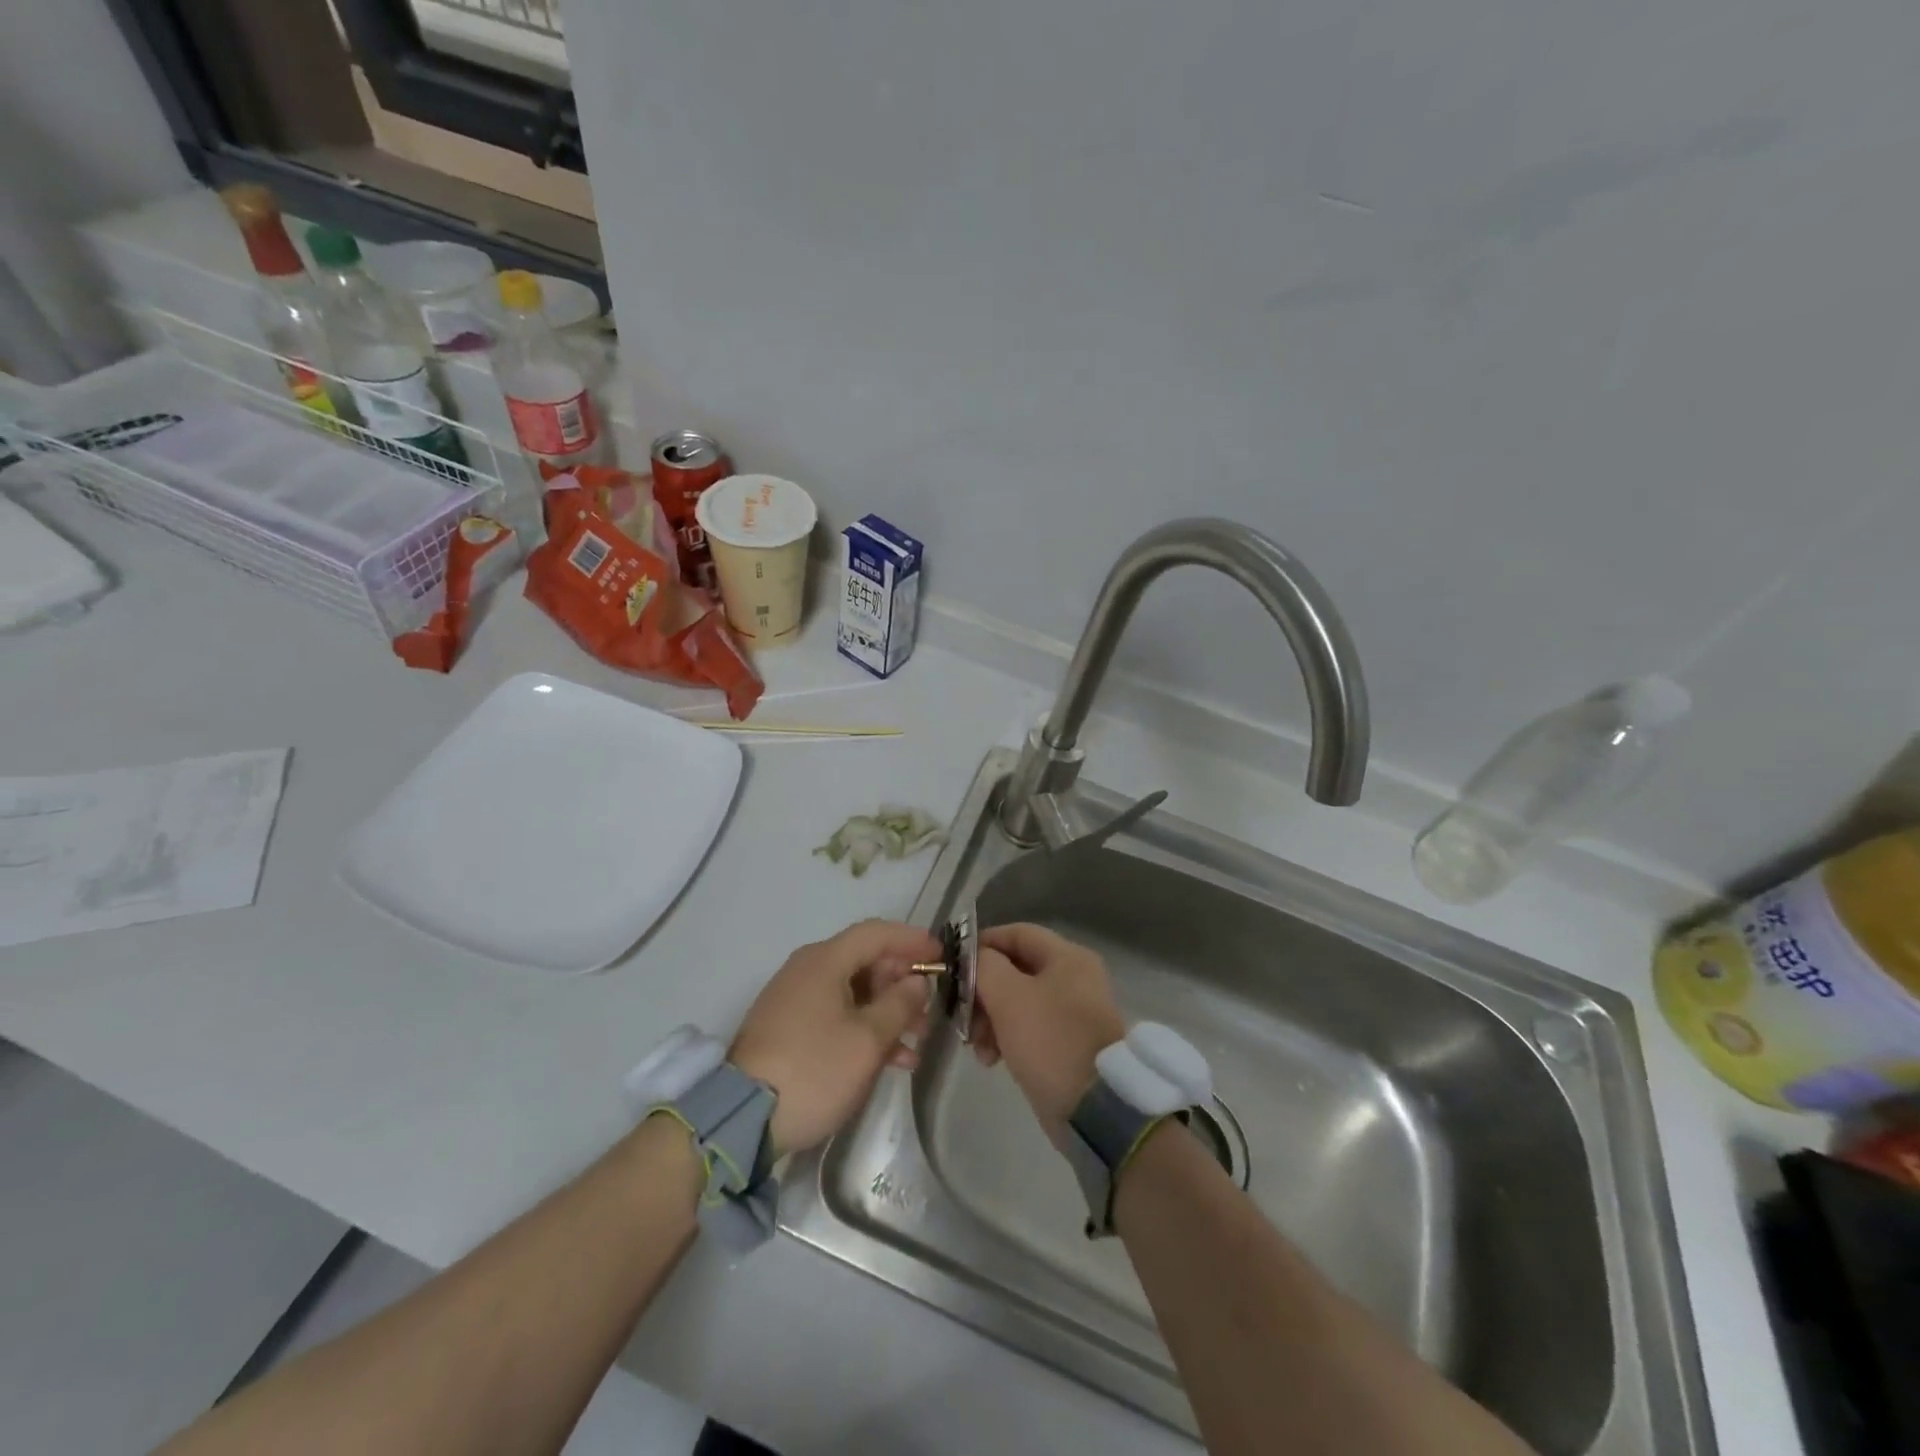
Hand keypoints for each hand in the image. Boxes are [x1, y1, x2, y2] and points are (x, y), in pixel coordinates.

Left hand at [730, 919, 937, 1159]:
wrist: (742, 1120)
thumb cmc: (813, 1069)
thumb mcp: (867, 1039)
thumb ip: (899, 1005)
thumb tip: (915, 982)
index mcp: (824, 961)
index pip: (876, 933)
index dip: (912, 940)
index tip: (941, 955)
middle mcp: (807, 971)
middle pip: (865, 962)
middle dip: (902, 983)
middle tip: (931, 1008)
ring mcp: (795, 1001)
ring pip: (854, 993)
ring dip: (888, 1012)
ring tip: (917, 1040)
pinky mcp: (789, 1031)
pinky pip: (836, 1016)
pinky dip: (865, 1030)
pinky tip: (892, 1060)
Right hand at [971, 923, 1126, 1140]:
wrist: (1095, 1109)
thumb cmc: (1050, 1040)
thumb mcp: (1009, 996)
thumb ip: (986, 966)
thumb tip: (976, 957)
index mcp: (1067, 956)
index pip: (1016, 933)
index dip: (982, 944)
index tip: (954, 966)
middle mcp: (1074, 977)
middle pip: (1014, 969)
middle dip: (983, 991)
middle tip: (963, 1016)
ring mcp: (1072, 1012)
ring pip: (1017, 1001)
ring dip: (990, 1018)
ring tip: (977, 1047)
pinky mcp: (1067, 1042)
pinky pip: (1029, 1027)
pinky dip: (1006, 1037)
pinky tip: (992, 1059)